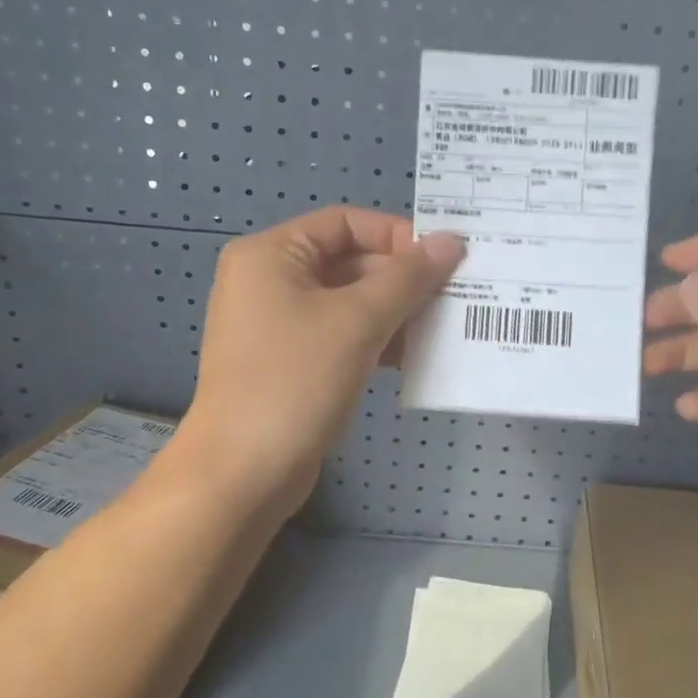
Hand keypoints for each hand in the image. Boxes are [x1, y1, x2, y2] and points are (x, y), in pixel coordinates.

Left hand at [155, 207, 462, 520]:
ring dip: (396, 310)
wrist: (244, 474)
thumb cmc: (296, 380)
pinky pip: (342, 334)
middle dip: (401, 278)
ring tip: (443, 324)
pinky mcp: (291, 362)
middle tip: (454, 294)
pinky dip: (377, 338)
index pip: (346, 223)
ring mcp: (278, 324)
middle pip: (349, 261)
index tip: (442, 260)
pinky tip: (416, 355)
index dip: (397, 235)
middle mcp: (270, 281)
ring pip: (350, 301)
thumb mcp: (358, 320)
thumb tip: (452, 241)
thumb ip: (408, 277)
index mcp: (271, 254)